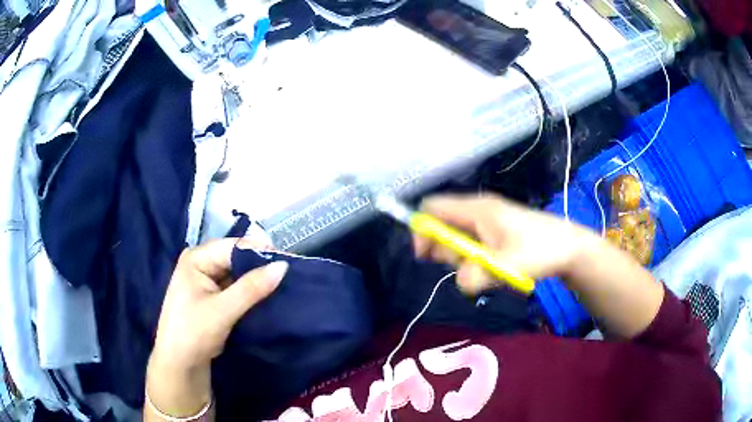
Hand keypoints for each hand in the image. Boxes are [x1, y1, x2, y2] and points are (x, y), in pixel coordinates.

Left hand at [153, 238, 286, 369]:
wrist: (181, 364)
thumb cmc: (194, 332)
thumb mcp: (223, 310)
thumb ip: (252, 288)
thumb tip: (283, 266)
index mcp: (196, 258)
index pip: (232, 246)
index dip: (259, 252)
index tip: (288, 260)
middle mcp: (201, 264)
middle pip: (236, 258)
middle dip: (260, 266)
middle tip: (289, 274)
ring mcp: (207, 281)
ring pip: (238, 274)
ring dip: (257, 280)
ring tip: (284, 283)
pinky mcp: (213, 297)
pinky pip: (236, 288)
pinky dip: (251, 292)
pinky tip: (268, 295)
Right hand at [413, 194, 597, 294]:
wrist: (570, 248)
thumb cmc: (542, 250)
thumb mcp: (510, 265)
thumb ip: (479, 274)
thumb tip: (459, 281)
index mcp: (478, 209)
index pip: (433, 207)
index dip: (422, 228)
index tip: (426, 256)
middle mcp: (478, 210)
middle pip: (441, 224)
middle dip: (445, 249)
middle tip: (466, 267)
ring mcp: (487, 221)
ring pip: (456, 238)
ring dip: (462, 258)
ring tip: (487, 269)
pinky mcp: (496, 232)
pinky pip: (472, 244)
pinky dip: (474, 259)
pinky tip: (492, 268)